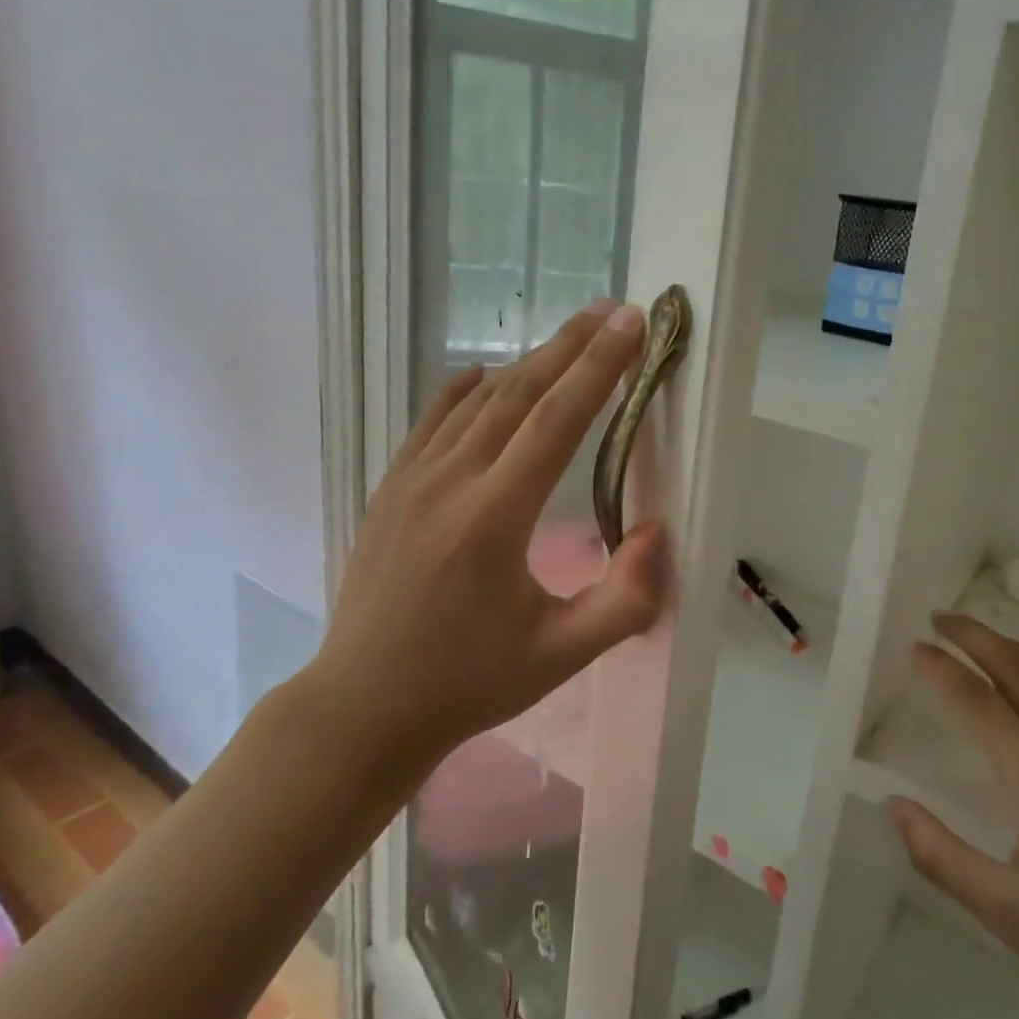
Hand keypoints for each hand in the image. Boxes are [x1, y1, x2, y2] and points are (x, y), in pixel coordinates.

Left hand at [306, 299, 670, 775]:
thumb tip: (655, 533)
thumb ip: (625, 599)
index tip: (630, 325)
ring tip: (567, 335)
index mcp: (492, 518)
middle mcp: (449, 483)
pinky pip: (433, 422)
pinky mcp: (391, 490)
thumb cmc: (468, 683)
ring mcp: (411, 481)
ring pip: (477, 401)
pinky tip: (482, 373)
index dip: (599, 368)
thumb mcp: (561, 655)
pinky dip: (464, 390)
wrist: (363, 708)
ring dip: (527, 363)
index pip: (556, 421)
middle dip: (569, 346)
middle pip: (518, 394)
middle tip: (611, 310)